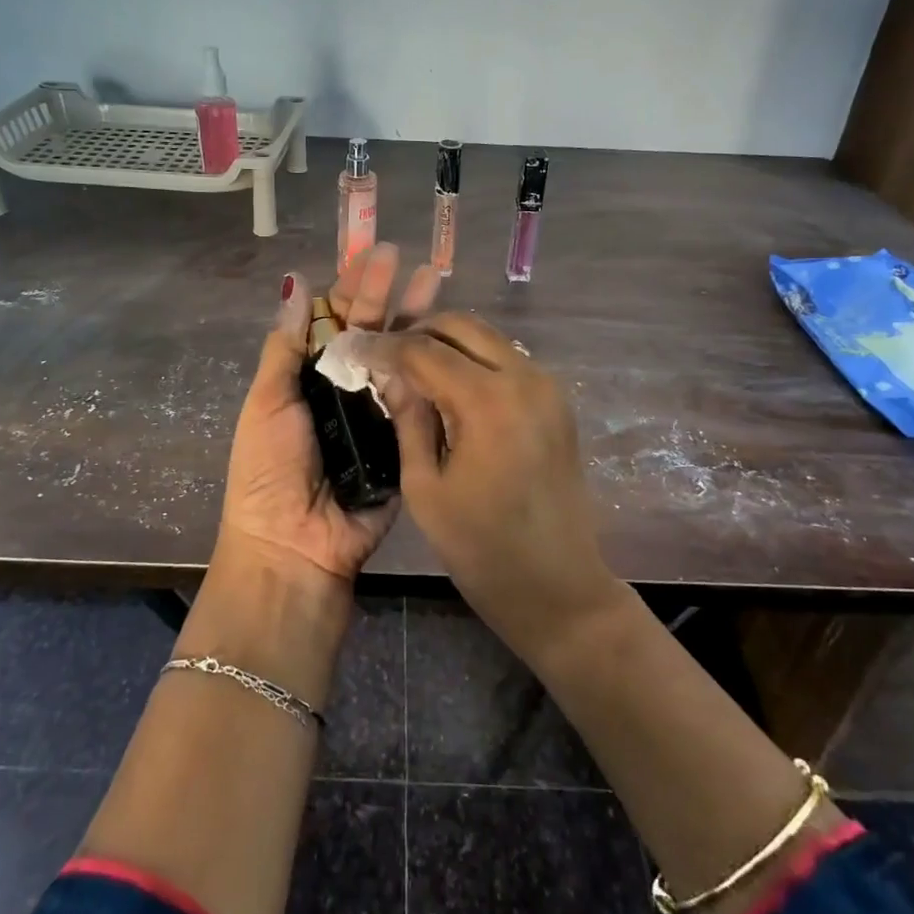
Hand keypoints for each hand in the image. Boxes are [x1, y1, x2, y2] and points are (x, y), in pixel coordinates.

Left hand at [218, 245, 440, 581]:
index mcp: (309, 378)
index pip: (333, 322)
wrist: (294, 547)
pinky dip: (431, 373)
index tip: (370, 256)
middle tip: (406, 260)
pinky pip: (418, 403)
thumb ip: (285, 347)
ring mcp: (378, 416)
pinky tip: (446, 339)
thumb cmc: (269, 470)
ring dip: (416, 323)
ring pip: (400, 360)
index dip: (350, 288)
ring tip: (435, 284)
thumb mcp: (267, 403)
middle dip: (386, 295)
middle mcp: (346, 390)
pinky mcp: (405, 444)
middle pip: (371, 333)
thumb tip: (295, 285)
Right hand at [359, 313, 622, 651]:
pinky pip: (507, 361)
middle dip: (418, 332)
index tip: (353, 348)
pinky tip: (450, 387)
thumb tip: (391, 375)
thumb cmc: (482, 549)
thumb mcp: (426, 488)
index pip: (424, 350)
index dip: (383, 347)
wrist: (560, 588)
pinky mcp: (557, 401)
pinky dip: (474, 361)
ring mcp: (547, 387)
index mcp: (488, 401)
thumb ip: (408, 420)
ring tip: (412, 369)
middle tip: (385, 355)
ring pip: (488, 338)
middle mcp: (524, 378)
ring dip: (448, 344)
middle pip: (462, 326)